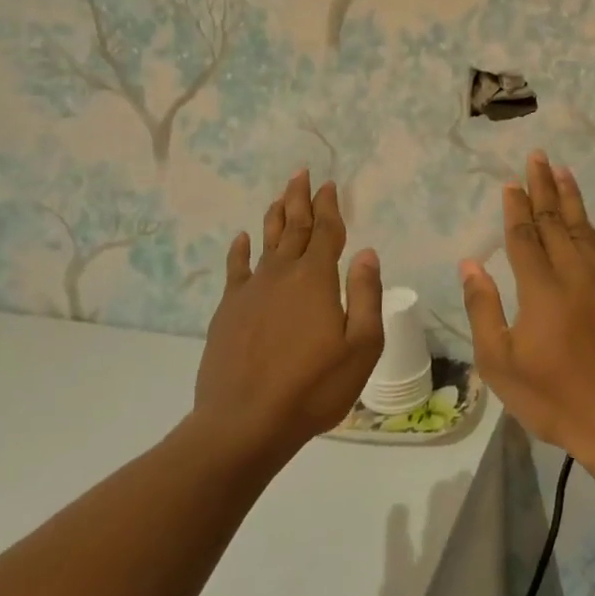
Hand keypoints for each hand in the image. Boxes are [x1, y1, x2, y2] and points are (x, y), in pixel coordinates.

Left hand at [195, 169, 384, 462]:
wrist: (245, 422)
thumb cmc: (314, 387)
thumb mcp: (361, 346)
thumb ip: (366, 295)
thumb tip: (366, 252)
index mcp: (316, 279)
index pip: (326, 231)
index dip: (329, 206)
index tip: (329, 184)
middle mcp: (282, 274)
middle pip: (293, 227)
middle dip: (300, 199)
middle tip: (301, 174)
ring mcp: (251, 291)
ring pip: (265, 242)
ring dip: (274, 216)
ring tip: (279, 196)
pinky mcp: (228, 310)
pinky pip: (236, 269)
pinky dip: (240, 250)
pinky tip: (242, 238)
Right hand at [459, 151, 594, 471]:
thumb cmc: (555, 399)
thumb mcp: (501, 363)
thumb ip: (483, 309)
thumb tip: (471, 264)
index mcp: (541, 290)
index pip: (524, 237)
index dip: (516, 208)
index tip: (511, 182)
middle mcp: (575, 275)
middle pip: (556, 222)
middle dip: (544, 187)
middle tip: (538, 157)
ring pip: (585, 231)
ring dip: (572, 200)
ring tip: (564, 173)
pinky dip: (590, 231)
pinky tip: (586, 227)